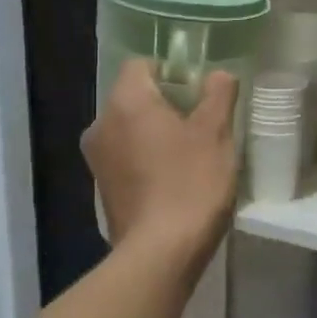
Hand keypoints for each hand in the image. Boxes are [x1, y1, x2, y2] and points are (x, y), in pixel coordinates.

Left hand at [82, 59, 238, 254]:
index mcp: (126, 102)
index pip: (141, 65)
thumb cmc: (190, 183)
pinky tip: (173, 181)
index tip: (198, 92)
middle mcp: (101, 124)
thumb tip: (218, 74)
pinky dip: (147, 160)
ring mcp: (97, 159)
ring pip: (130, 130)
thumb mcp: (216, 133)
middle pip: (135, 98)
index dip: (171, 71)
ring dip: (156, 134)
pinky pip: (126, 158)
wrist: (160, 252)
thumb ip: (218, 95)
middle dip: (166, 105)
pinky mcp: (102, 188)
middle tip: (202, 124)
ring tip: (190, 156)